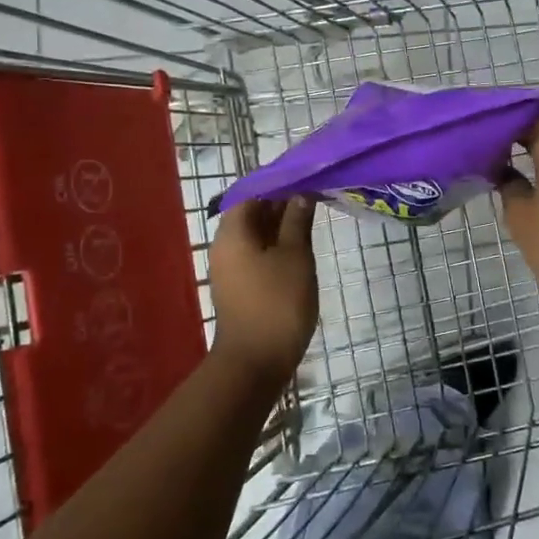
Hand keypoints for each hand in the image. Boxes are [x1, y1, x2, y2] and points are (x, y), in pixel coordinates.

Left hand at [208, 197, 318, 380]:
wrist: (255, 361)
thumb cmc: (277, 302)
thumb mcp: (295, 256)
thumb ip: (297, 221)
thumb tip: (300, 194)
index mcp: (233, 232)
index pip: (251, 192)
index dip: (277, 182)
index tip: (304, 176)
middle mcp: (225, 245)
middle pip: (251, 212)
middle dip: (280, 202)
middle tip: (313, 195)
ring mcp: (230, 268)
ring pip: (255, 234)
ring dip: (280, 225)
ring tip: (311, 218)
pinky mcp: (240, 286)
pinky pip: (256, 254)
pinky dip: (276, 245)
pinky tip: (299, 247)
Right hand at [500, 112, 538, 313]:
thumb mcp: (520, 213)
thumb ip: (506, 181)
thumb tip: (499, 167)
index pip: (527, 113)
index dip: (501, 115)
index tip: (476, 123)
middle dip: (517, 125)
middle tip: (485, 136)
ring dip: (535, 140)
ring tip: (501, 151)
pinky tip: (528, 170)